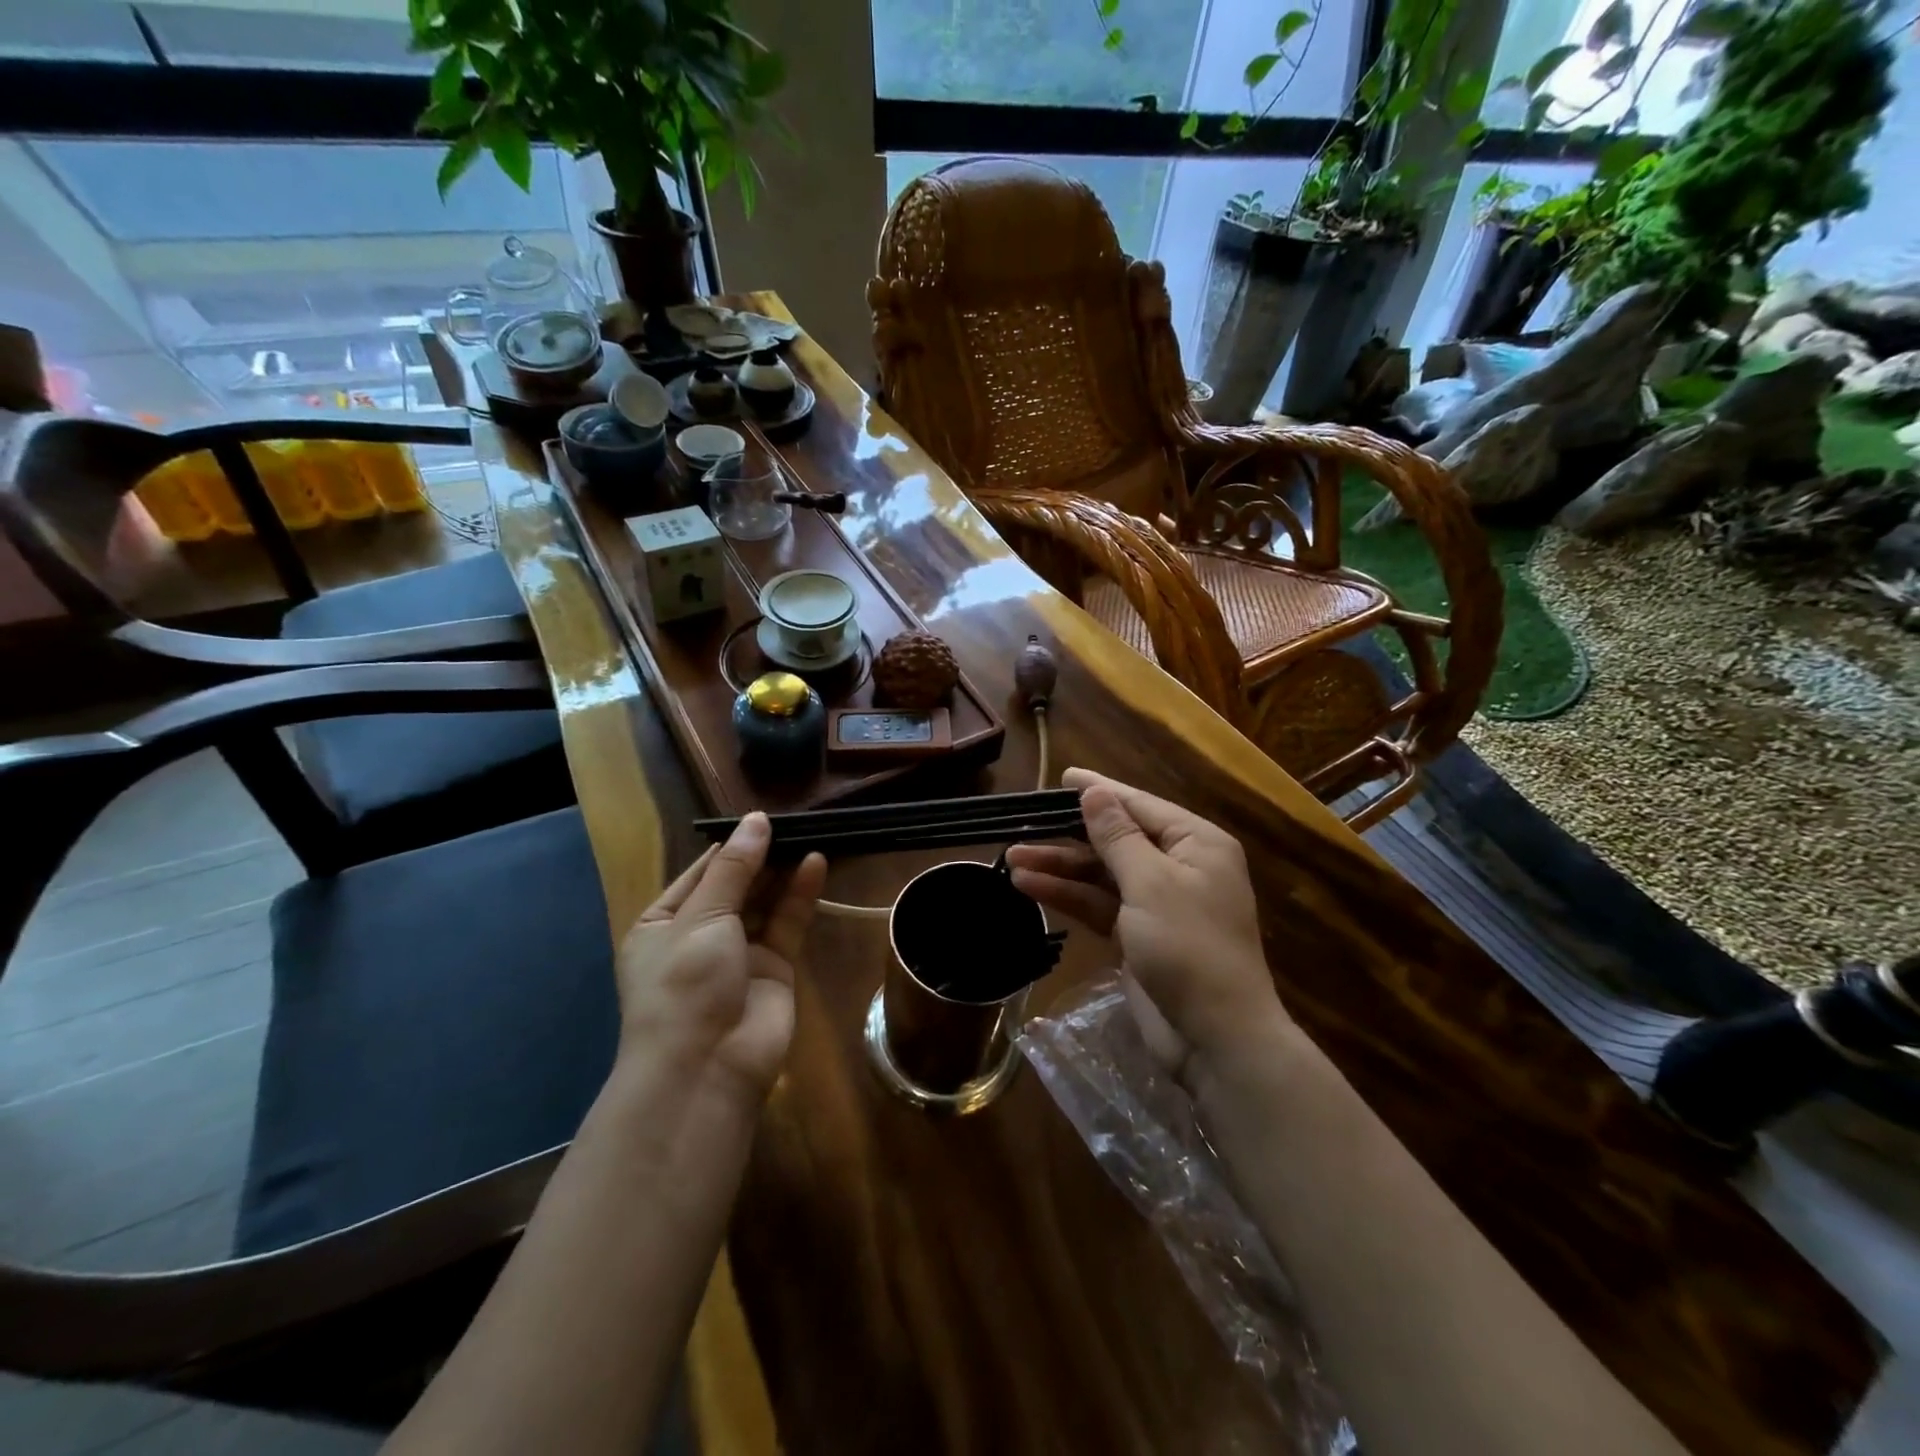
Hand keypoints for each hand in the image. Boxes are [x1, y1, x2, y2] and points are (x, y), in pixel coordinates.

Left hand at [617, 813, 825, 1098]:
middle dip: (761, 856)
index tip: (760, 818)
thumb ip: (735, 869)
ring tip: (808, 834)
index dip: (731, 845)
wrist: (705, 1068)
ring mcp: (739, 952)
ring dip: (783, 871)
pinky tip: (816, 864)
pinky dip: (801, 895)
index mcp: (663, 923)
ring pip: (765, 902)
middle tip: (793, 822)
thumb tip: (756, 820)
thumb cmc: (683, 984)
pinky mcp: (775, 968)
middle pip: (736, 885)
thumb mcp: (701, 917)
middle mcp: (700, 935)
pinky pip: (788, 923)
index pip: (700, 872)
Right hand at [1005, 768, 1288, 1084]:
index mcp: (1195, 843)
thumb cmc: (1189, 946)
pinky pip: (1099, 904)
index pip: (1139, 805)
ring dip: (1060, 866)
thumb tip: (1095, 792)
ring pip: (1101, 873)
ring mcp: (1158, 902)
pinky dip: (1068, 896)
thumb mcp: (1151, 882)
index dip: (1098, 790)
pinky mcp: (1138, 935)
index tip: (1061, 777)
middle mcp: (1179, 865)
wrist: (1214, 1038)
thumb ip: (1118, 836)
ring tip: (1012, 857)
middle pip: (1115, 839)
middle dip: (1069, 834)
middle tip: (1022, 824)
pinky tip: (1029, 887)